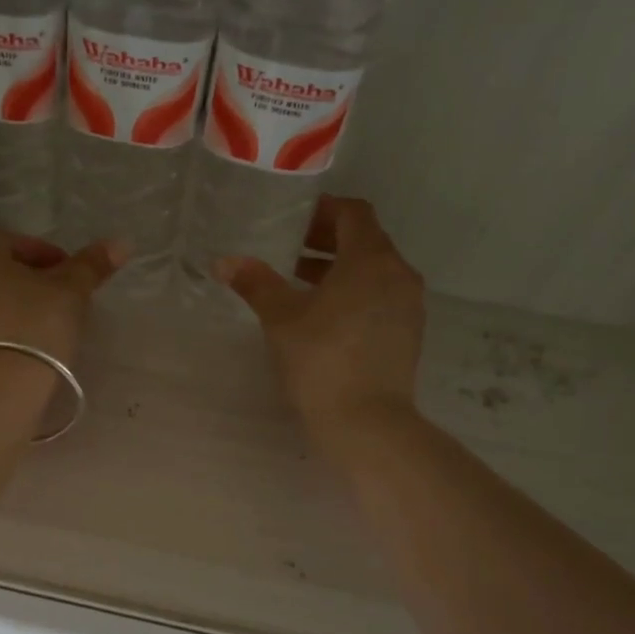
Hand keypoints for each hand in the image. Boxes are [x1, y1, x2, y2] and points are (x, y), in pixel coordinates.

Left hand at [0, 232, 124, 369]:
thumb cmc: (32, 327)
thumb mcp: (70, 292)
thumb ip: (91, 265)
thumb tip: (121, 242)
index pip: (16, 242)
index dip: (49, 257)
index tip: (72, 278)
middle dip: (28, 281)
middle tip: (59, 302)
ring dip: (10, 306)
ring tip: (42, 327)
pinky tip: (19, 347)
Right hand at [217, 196, 424, 437]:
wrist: (366, 422)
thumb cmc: (321, 359)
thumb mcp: (281, 318)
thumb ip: (256, 283)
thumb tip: (225, 261)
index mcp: (371, 259)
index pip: (354, 213)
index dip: (323, 211)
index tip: (293, 221)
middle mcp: (398, 274)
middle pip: (365, 241)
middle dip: (327, 241)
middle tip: (289, 252)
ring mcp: (409, 306)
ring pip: (374, 272)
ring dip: (340, 270)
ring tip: (300, 285)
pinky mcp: (409, 334)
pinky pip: (381, 297)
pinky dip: (355, 294)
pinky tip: (325, 318)